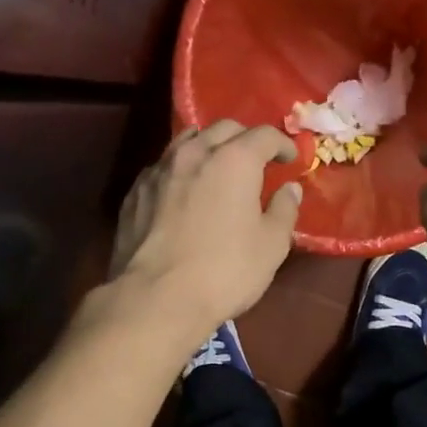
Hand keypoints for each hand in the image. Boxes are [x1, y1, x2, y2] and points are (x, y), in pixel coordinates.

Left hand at [110, 121, 301, 335]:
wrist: (156, 298)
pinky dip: (181, 170)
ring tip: (218, 168)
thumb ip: (284, 210)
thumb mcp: (272, 246)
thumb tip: (289, 189)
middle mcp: (195, 153)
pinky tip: (185, 192)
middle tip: (257, 161)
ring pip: (188, 140)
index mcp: (234, 160)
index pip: (264, 135)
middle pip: (224, 128)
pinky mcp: (135, 191)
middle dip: (245, 139)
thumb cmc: (225, 271)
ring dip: (209, 147)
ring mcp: (159, 169)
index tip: (291, 160)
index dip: (283, 144)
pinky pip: (163, 166)